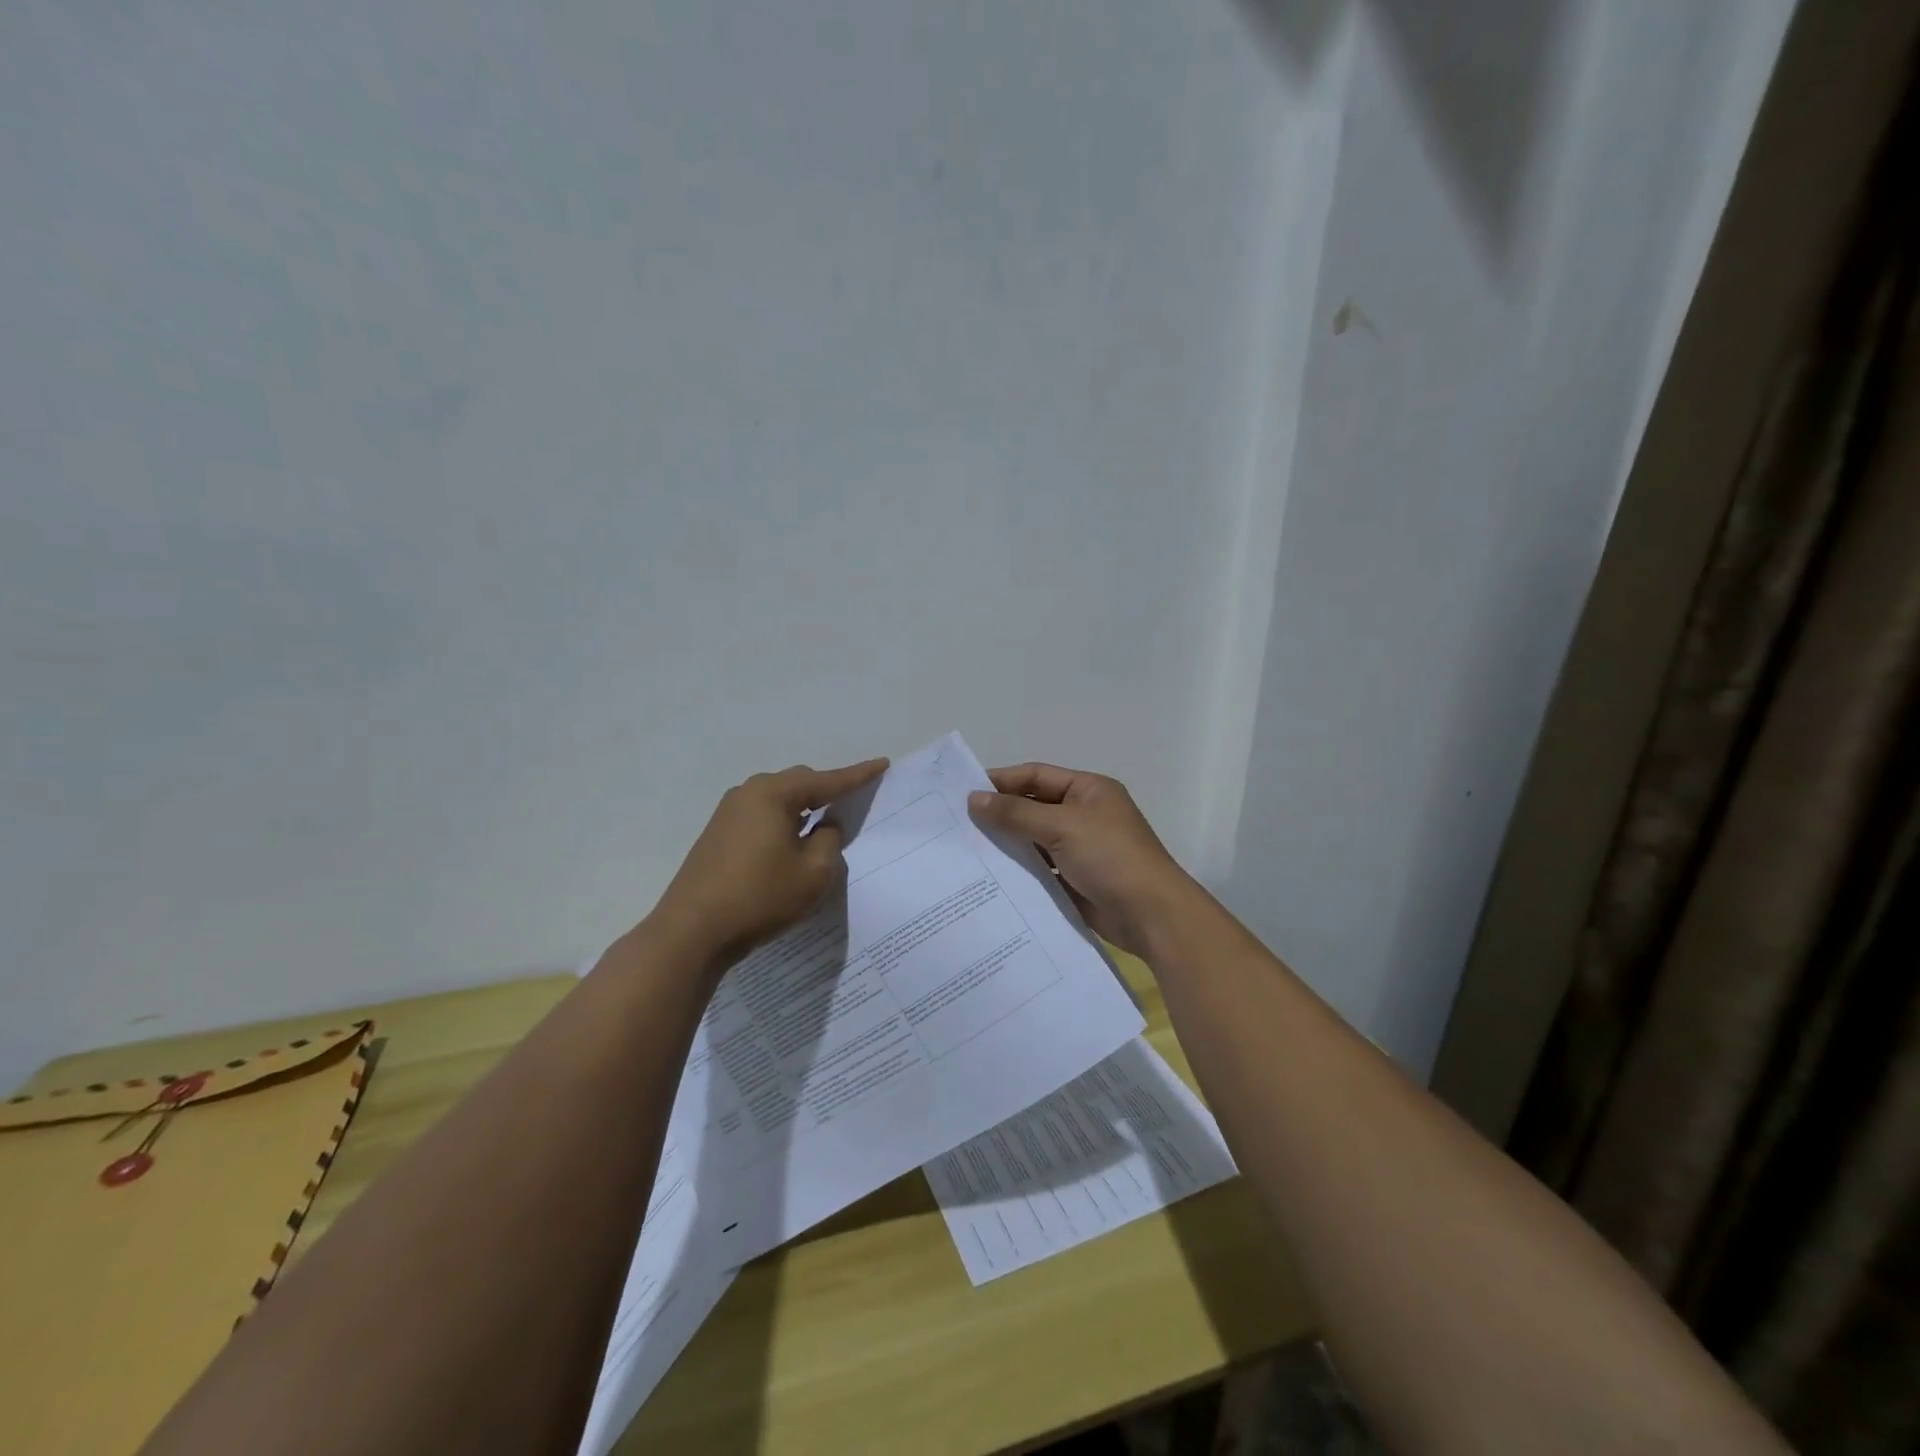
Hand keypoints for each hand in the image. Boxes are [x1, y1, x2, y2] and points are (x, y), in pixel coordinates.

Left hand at [649, 758, 888, 970]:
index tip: (881, 764)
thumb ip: (829, 841)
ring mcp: (727, 813)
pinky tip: (790, 845)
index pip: (826, 781)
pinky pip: (760, 817)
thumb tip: (823, 826)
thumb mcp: (813, 873)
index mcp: (772, 794)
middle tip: (852, 804)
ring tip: (822, 828)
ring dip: (802, 810)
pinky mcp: (717, 835)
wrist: (692, 932)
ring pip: (777, 801)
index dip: (857, 775)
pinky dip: (782, 824)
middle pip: (798, 783)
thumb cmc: (759, 897)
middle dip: (826, 791)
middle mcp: (748, 793)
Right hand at [968, 763, 1194, 957]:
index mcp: (1088, 789)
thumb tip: (974, 799)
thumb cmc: (1110, 857)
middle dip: (1000, 813)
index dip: (1002, 781)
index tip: (964, 792)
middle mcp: (1084, 814)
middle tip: (957, 822)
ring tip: (966, 849)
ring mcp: (1080, 847)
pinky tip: (990, 875)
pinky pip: (1040, 867)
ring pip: (1034, 838)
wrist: (1151, 915)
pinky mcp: (1075, 878)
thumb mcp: (1062, 827)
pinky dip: (1019, 868)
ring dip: (1007, 842)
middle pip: (1034, 806)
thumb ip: (1016, 813)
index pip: (1036, 776)